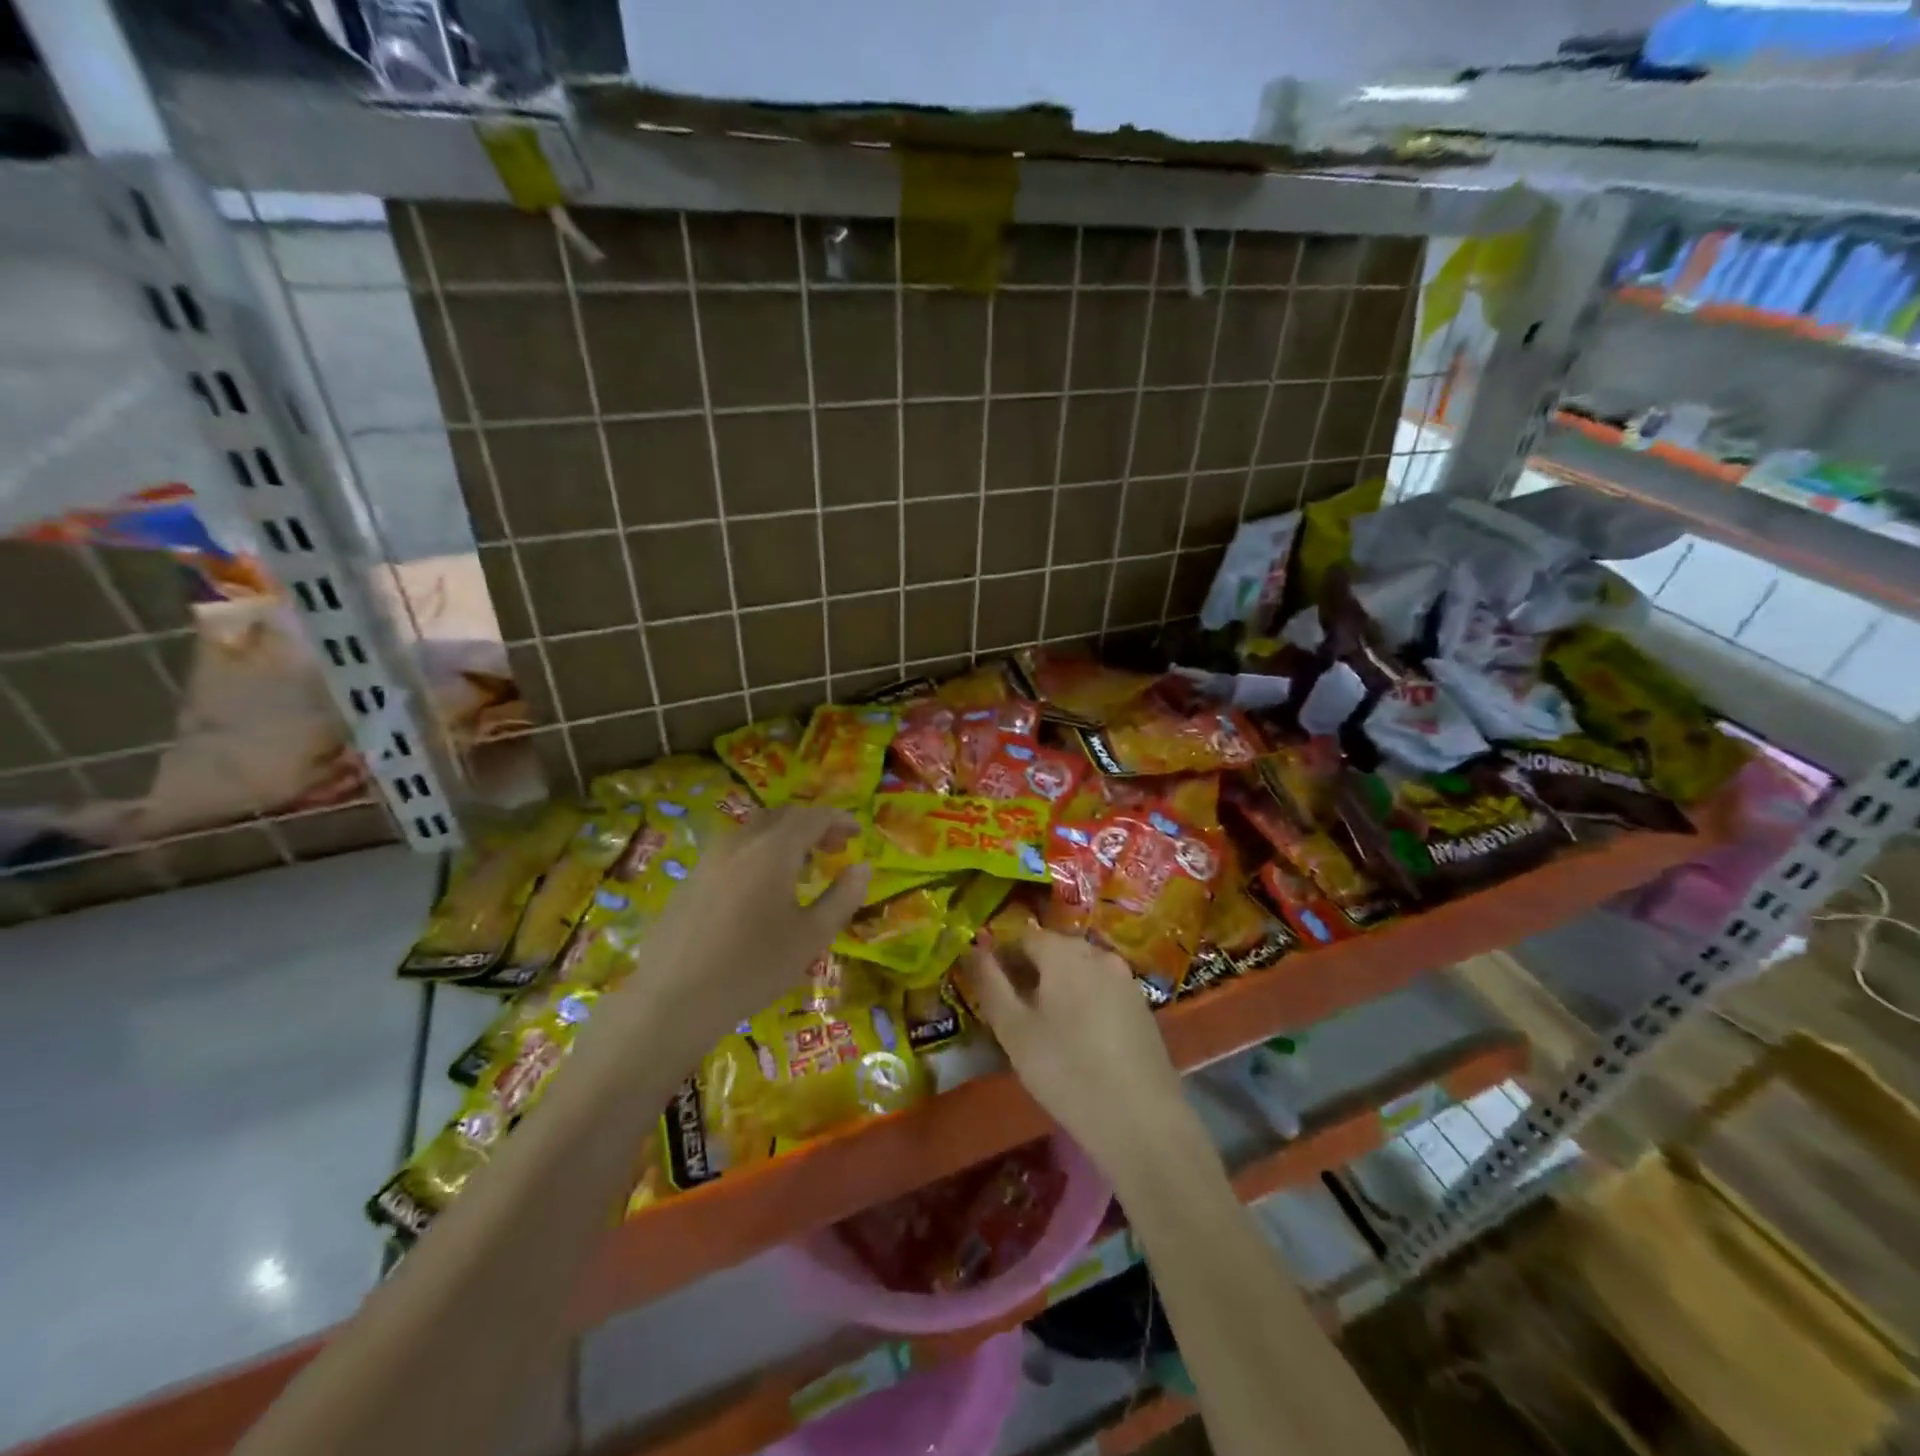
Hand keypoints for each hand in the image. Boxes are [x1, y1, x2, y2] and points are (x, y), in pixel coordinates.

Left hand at [619, 805, 869, 1048]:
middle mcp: (739, 843)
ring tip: (801, 869)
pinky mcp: (689, 881)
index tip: (857, 833)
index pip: (812, 816)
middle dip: (811, 825)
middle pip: (781, 817)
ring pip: (753, 833)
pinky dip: (758, 855)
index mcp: (772, 850)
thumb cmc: (753, 968)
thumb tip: (862, 867)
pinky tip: (761, 891)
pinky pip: (732, 853)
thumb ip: (842, 897)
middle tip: (833, 847)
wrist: (672, 1001)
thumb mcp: (811, 937)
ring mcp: (708, 860)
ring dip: (783, 840)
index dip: (838, 819)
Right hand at [959, 928, 1189, 1176]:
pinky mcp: (1141, 1005)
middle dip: (1030, 972)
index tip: (991, 991)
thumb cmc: (1066, 1070)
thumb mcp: (1013, 1030)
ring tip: (1045, 1028)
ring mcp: (1124, 978)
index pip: (1022, 936)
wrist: (1141, 1120)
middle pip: (1053, 950)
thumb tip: (973, 949)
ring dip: (1058, 987)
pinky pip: (1101, 989)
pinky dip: (1084, 1001)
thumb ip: (989, 983)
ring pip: (1079, 970)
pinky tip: (1080, 1039)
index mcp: (1063, 952)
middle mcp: (1097, 953)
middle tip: (1014, 1013)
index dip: (1001, 958)